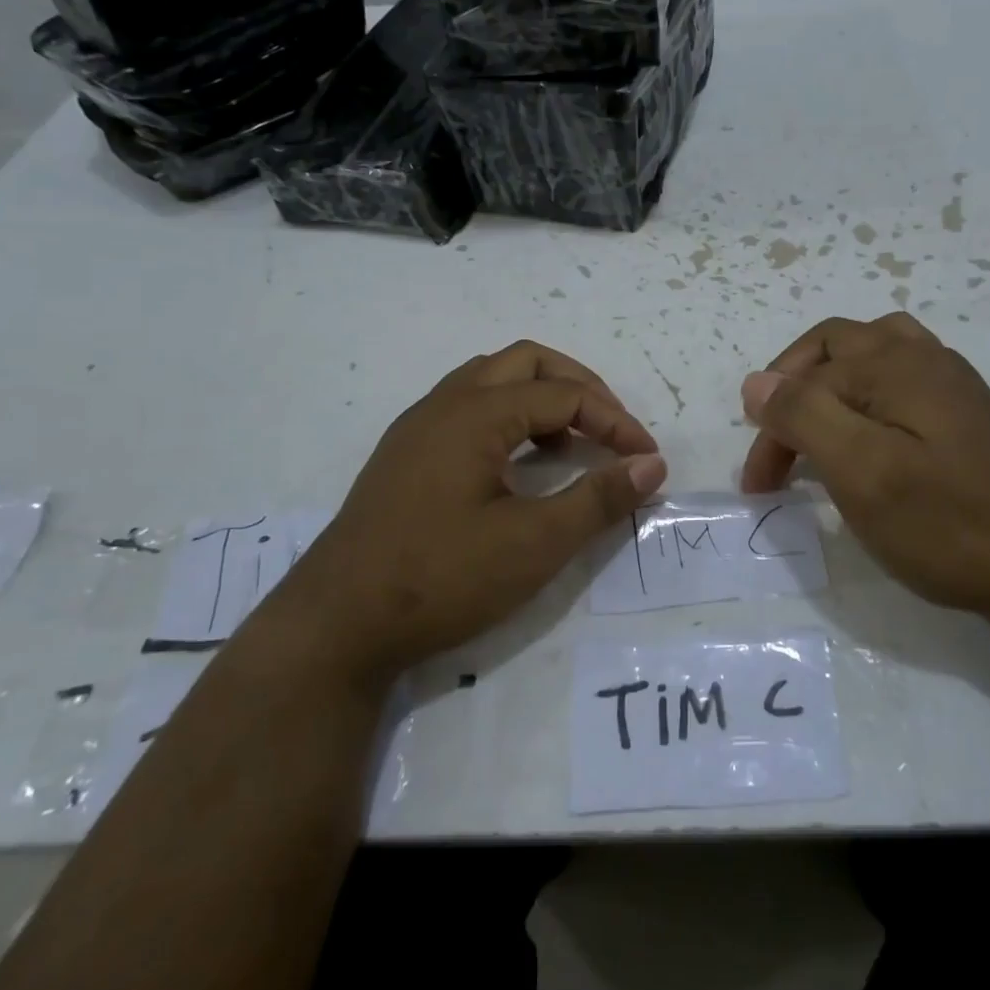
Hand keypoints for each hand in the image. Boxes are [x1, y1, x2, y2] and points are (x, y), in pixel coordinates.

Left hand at [281, 341, 666, 689]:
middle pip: (526, 362)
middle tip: (612, 429)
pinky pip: (468, 409)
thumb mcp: (534, 543)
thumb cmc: (441, 578)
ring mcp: (418, 428)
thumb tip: (652, 466)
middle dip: (578, 387)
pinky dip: (509, 418)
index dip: (614, 421)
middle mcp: (444, 404)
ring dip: (541, 398)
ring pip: (492, 381)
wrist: (336, 627)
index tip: (646, 459)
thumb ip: (598, 499)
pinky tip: (521, 465)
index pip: (564, 394)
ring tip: (573, 444)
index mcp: (475, 413)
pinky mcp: (406, 456)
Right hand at [740, 314, 989, 633]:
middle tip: (777, 448)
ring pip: (871, 356)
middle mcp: (923, 357)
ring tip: (816, 427)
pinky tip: (870, 437)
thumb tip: (756, 382)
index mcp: (894, 363)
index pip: (804, 377)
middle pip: (835, 348)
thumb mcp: (859, 470)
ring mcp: (951, 383)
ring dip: (831, 384)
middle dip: (794, 391)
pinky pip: (900, 382)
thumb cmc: (945, 523)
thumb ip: (802, 414)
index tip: (758, 486)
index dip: (770, 426)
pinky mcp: (966, 414)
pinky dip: (866, 397)